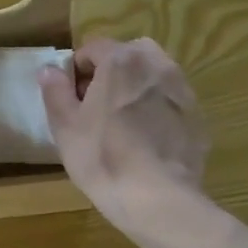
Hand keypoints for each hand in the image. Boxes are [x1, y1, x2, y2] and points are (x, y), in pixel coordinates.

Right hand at [39, 37, 209, 235]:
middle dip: (111, 74)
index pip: (93, 48)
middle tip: (97, 108)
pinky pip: (170, 103)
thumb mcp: (65, 127)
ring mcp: (183, 90)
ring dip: (137, 89)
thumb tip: (49, 69)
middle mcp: (157, 64)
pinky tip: (147, 143)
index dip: (77, 71)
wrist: (158, 199)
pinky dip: (158, 112)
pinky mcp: (198, 116)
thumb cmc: (103, 158)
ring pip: (153, 77)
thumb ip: (55, 91)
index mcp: (122, 60)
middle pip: (128, 56)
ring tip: (124, 125)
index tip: (71, 99)